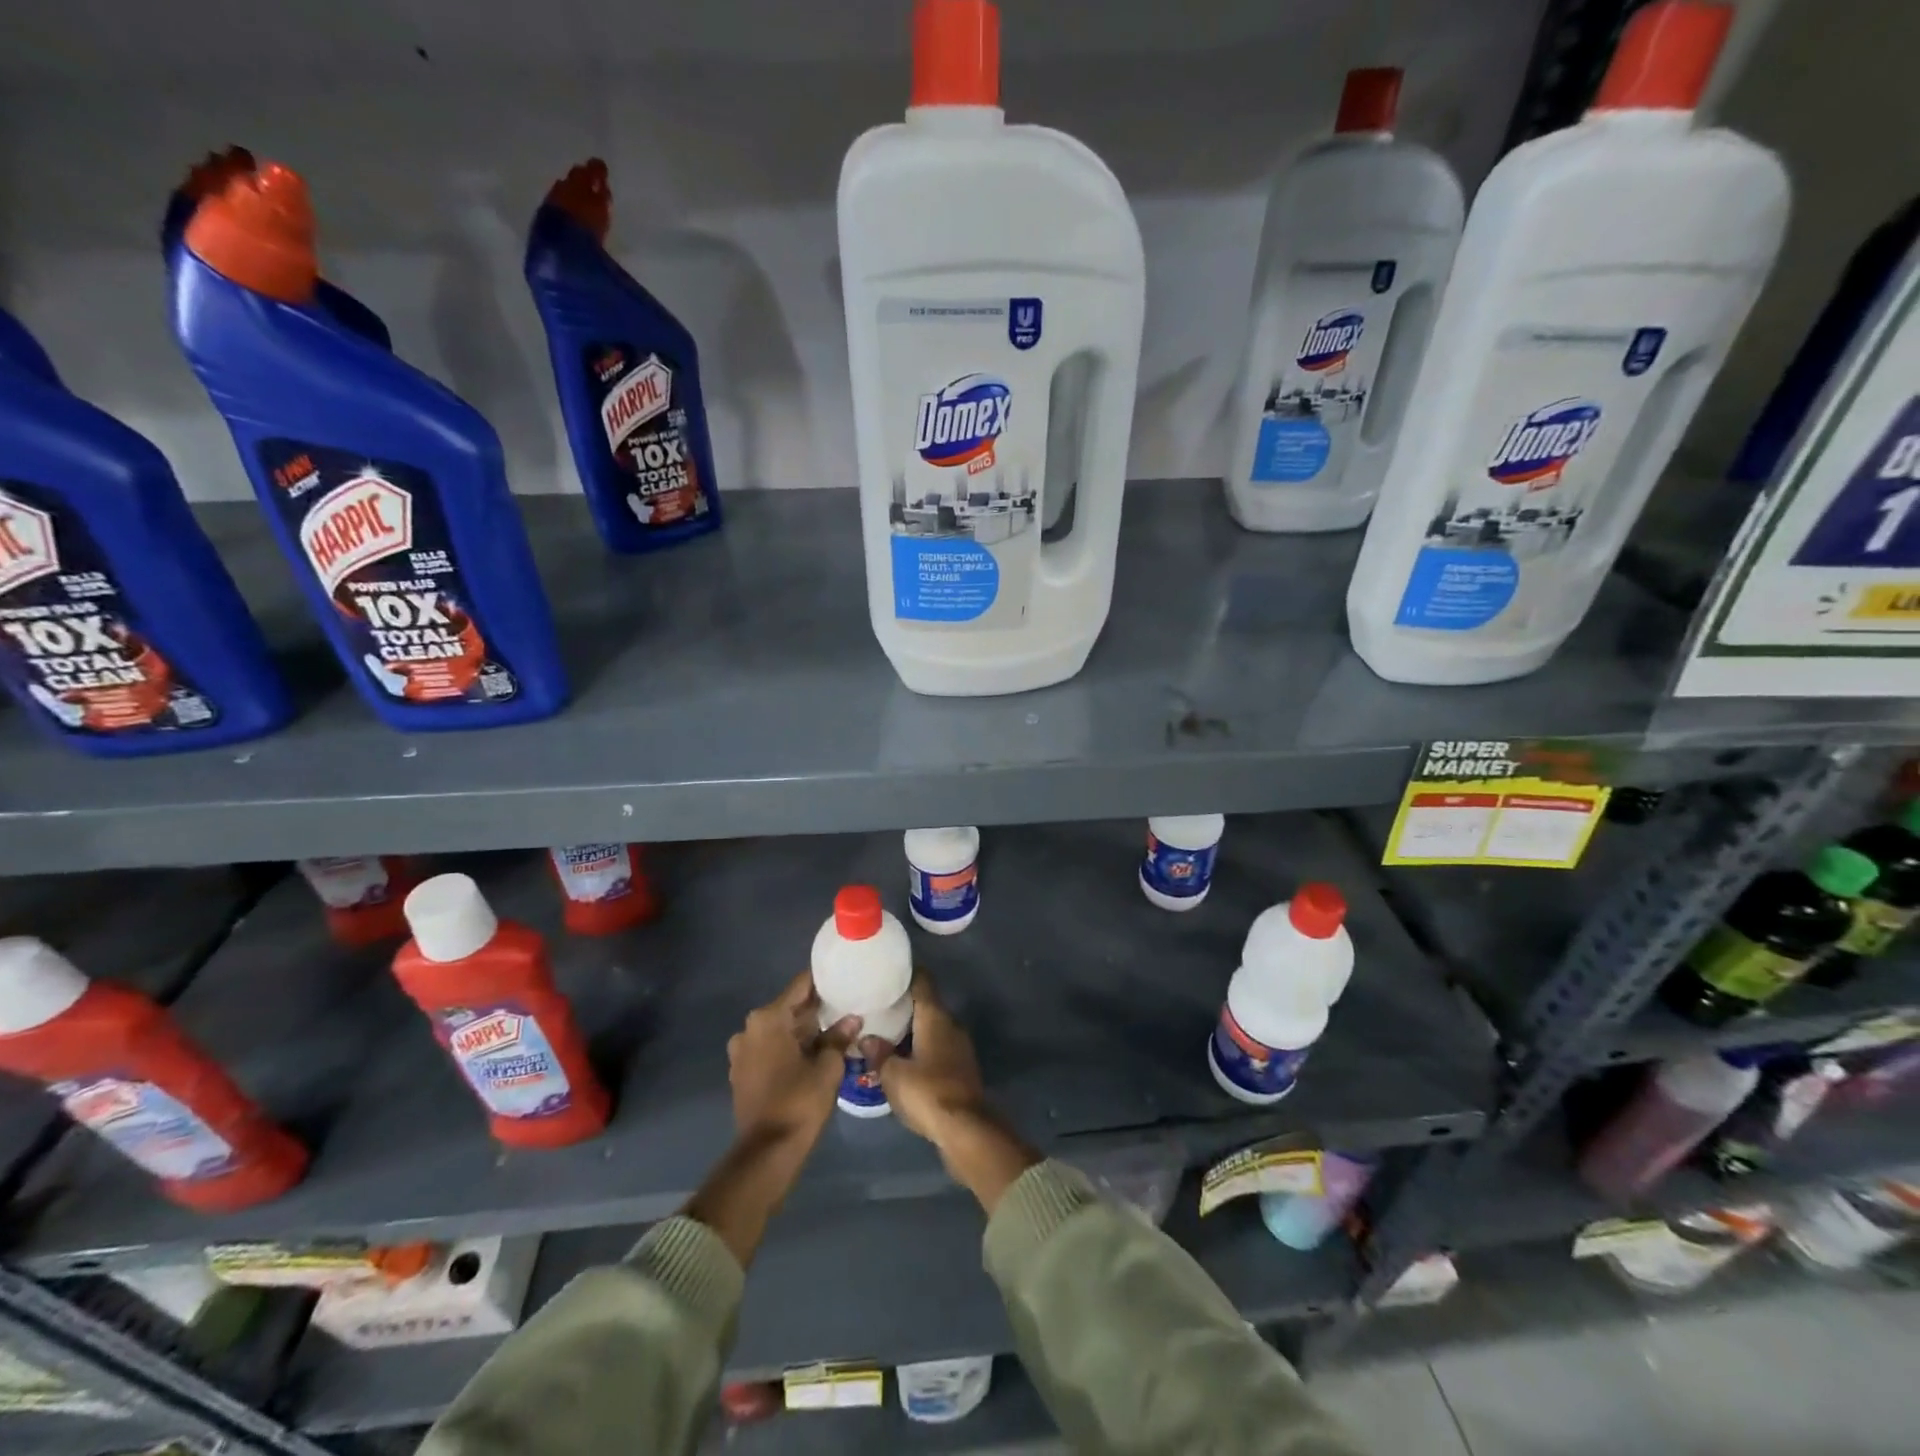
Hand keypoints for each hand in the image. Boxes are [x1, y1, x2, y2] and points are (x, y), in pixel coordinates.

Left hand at [727, 971, 860, 1148]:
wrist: (768, 1153)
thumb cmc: (799, 1102)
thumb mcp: (827, 1067)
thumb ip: (838, 1037)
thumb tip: (852, 1019)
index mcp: (768, 1019)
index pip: (800, 986)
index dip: (823, 981)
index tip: (844, 976)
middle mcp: (749, 1028)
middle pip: (788, 1007)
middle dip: (815, 1008)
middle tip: (846, 1004)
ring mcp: (742, 1052)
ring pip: (779, 1029)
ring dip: (802, 1029)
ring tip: (834, 1029)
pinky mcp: (742, 1072)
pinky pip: (769, 1048)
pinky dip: (789, 1046)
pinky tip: (813, 1053)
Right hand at [867, 970, 985, 1142]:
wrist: (965, 1129)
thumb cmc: (927, 1092)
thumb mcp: (893, 1075)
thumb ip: (879, 1053)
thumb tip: (867, 1038)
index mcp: (935, 1017)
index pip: (922, 981)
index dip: (906, 973)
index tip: (887, 972)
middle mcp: (951, 1024)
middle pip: (926, 1004)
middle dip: (904, 1004)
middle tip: (878, 1006)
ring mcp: (959, 1046)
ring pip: (932, 1027)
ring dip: (912, 1029)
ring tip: (885, 1033)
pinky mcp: (961, 1067)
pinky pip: (937, 1047)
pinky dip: (921, 1047)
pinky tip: (903, 1058)